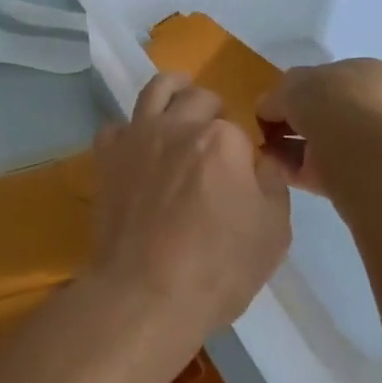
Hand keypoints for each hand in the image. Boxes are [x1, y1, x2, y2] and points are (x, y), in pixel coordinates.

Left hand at [90, 73, 290, 337]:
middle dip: (212, 111)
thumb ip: (274, 185)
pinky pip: (115, 126)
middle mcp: (178, 125)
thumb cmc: (218, 268)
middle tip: (215, 138)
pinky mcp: (107, 157)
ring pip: (155, 90)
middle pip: (198, 99)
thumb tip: (265, 160)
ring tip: (180, 97)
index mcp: (222, 139)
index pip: (238, 129)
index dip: (243, 151)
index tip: (244, 173)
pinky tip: (136, 145)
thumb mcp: (273, 233)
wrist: (145, 292)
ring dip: (173, 90)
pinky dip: (128, 130)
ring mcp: (138, 136)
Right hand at [254, 59, 381, 196]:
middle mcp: (369, 106)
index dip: (294, 88)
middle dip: (288, 119)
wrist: (357, 155)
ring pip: (314, 140)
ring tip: (259, 146)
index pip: (324, 77)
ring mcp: (362, 142)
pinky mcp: (351, 174)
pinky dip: (289, 165)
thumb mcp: (290, 85)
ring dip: (285, 143)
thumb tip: (265, 109)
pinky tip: (268, 163)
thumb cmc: (328, 103)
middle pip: (318, 110)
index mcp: (364, 73)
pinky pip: (312, 166)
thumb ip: (274, 96)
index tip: (271, 101)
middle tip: (261, 126)